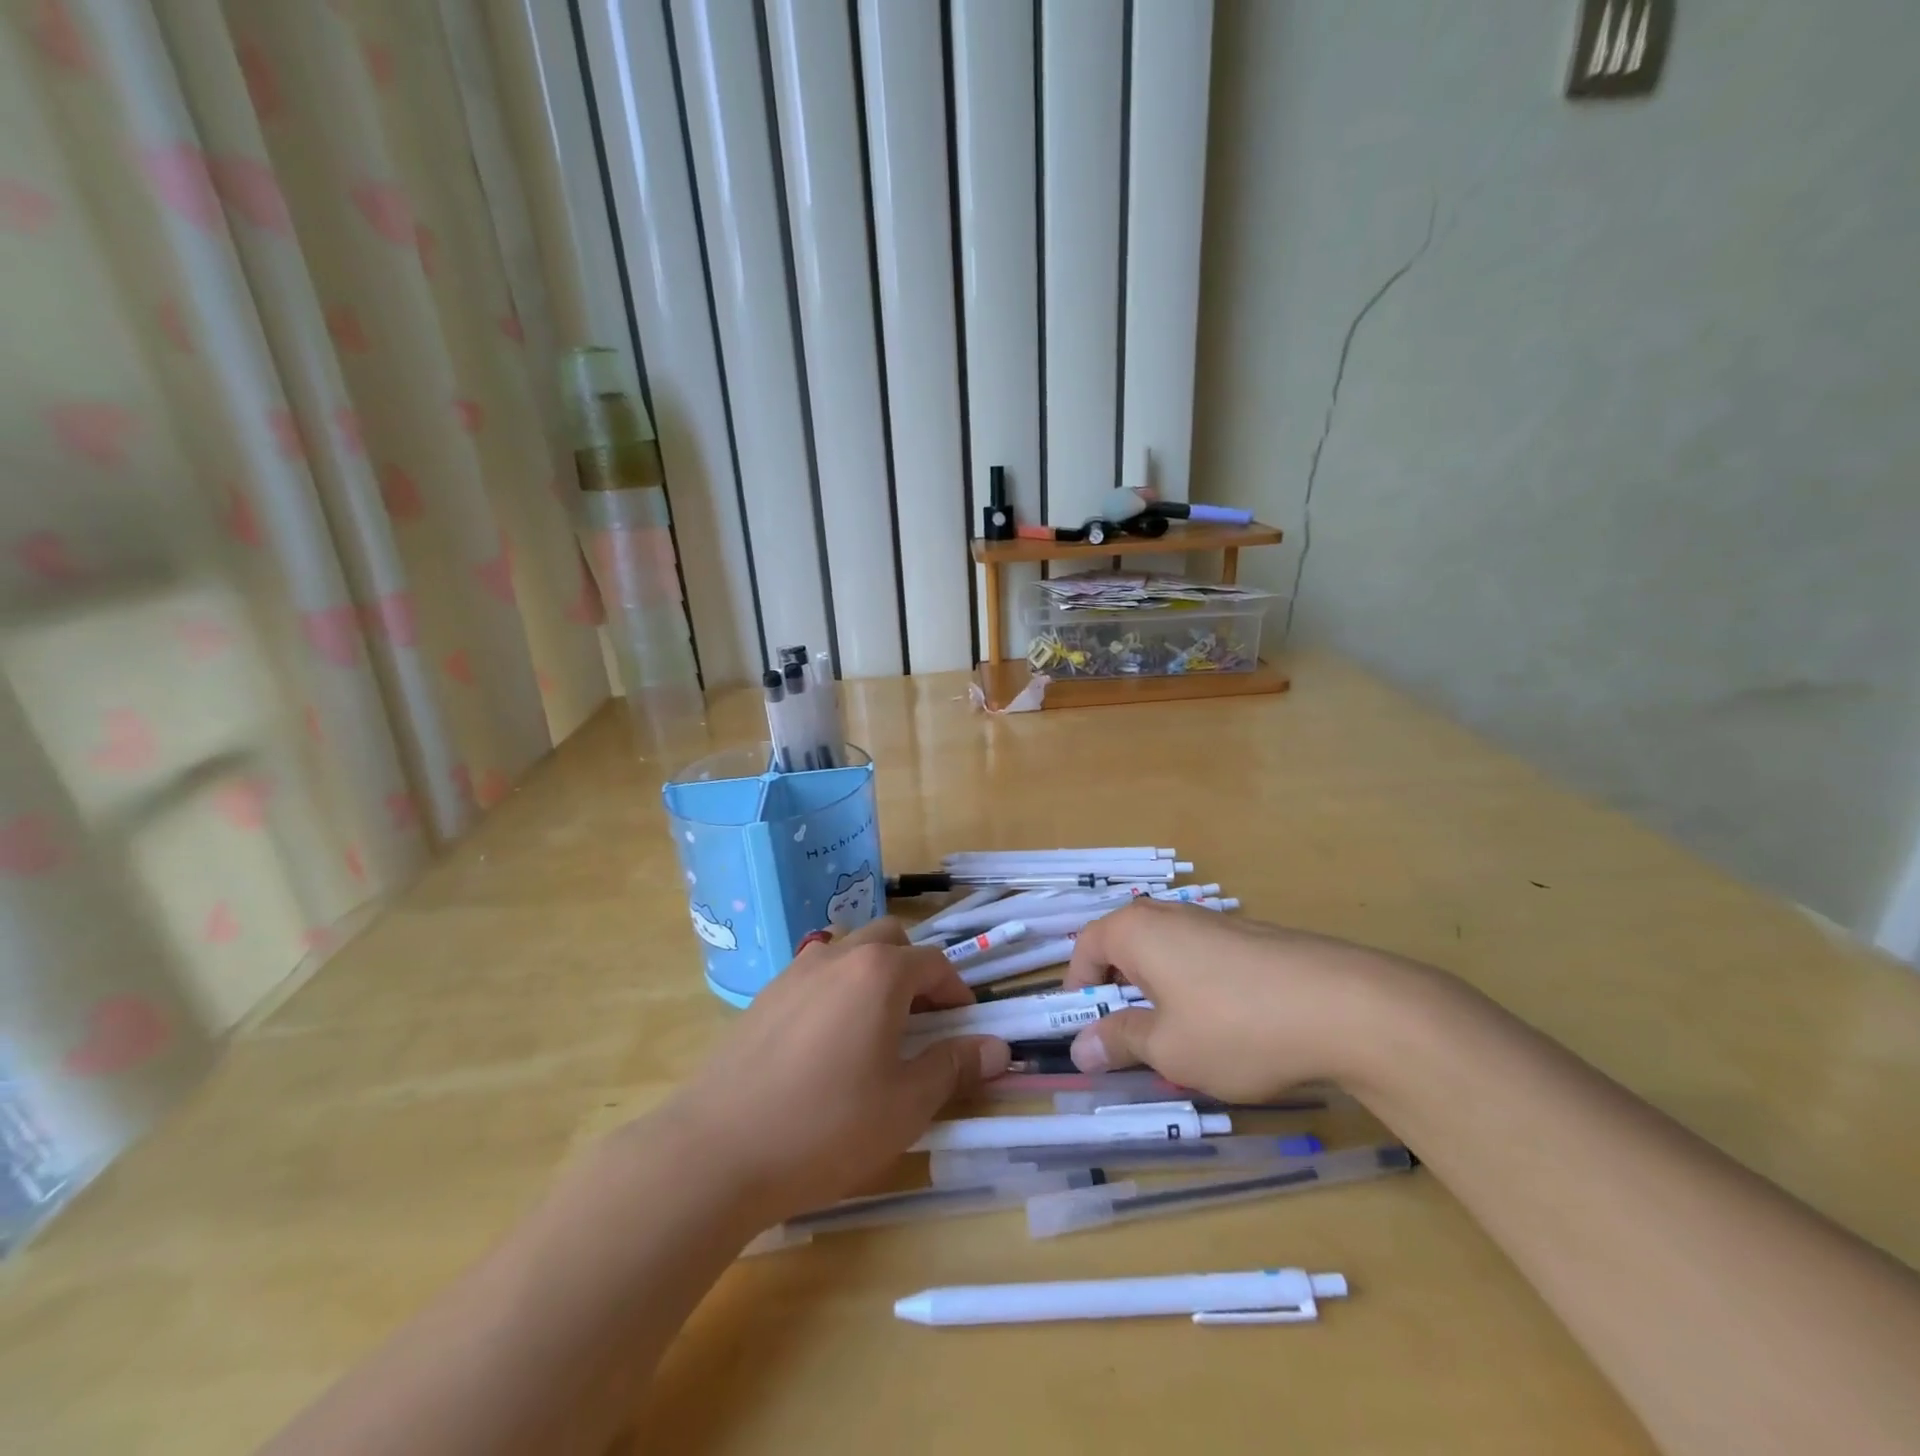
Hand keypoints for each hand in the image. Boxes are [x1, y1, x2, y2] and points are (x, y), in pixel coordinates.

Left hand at [655, 919, 1010, 1225]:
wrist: (716, 1151)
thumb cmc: (826, 1126)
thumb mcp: (906, 1105)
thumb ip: (954, 1066)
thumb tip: (998, 1048)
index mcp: (879, 973)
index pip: (934, 963)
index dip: (957, 991)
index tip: (964, 1026)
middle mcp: (837, 957)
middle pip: (889, 940)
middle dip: (914, 969)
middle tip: (922, 1019)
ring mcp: (795, 973)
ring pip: (848, 952)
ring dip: (873, 975)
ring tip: (875, 1029)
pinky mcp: (764, 997)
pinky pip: (814, 975)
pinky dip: (836, 990)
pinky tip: (826, 1043)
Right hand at [1060, 900, 1403, 1101]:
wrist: (1347, 1007)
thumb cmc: (1236, 1027)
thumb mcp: (1167, 1048)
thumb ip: (1119, 1042)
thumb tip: (1080, 1047)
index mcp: (1136, 930)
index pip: (1085, 946)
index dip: (1078, 988)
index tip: (1086, 1030)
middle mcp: (1170, 914)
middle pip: (1127, 947)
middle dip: (1121, 992)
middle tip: (1131, 1039)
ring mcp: (1216, 922)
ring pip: (1168, 955)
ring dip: (1161, 994)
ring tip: (1183, 1041)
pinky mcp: (1254, 937)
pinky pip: (1205, 959)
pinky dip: (1199, 990)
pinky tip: (1230, 1028)